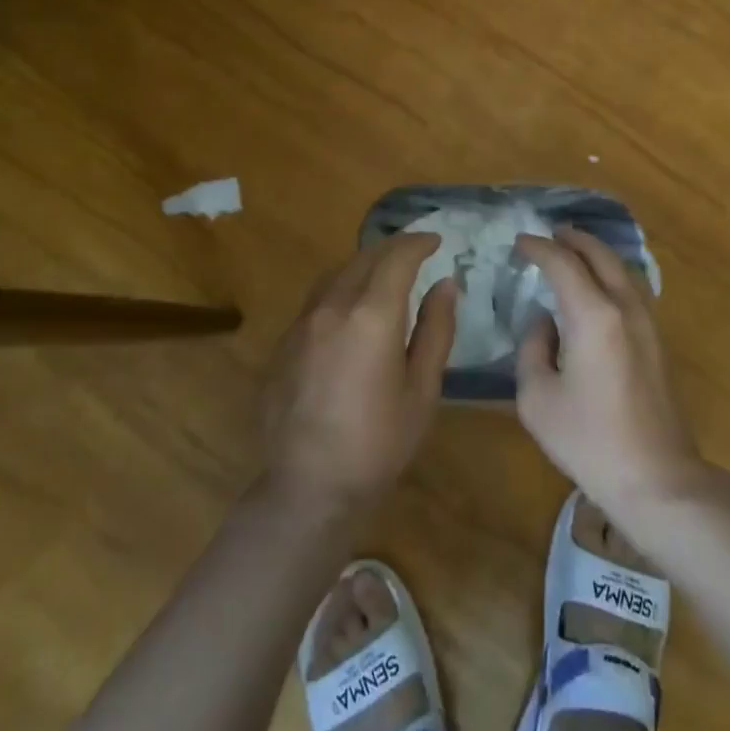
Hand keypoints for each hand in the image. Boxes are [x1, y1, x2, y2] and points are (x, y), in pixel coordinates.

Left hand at [263, 233, 455, 515]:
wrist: (307, 489)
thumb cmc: (378, 444)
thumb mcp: (422, 391)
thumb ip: (435, 330)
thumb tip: (445, 285)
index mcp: (371, 315)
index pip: (397, 257)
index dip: (418, 242)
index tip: (436, 241)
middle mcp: (333, 306)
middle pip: (364, 257)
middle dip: (393, 249)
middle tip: (416, 254)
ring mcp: (302, 323)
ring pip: (336, 273)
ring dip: (364, 265)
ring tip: (385, 276)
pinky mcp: (284, 342)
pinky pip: (317, 299)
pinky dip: (341, 289)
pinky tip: (351, 312)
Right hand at [515, 229, 706, 523]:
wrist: (657, 479)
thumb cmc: (589, 440)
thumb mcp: (537, 398)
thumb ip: (533, 348)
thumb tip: (545, 323)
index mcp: (593, 315)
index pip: (563, 263)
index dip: (539, 247)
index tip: (520, 242)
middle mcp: (624, 307)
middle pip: (600, 255)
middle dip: (573, 239)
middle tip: (549, 234)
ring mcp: (648, 322)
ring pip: (623, 268)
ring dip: (596, 253)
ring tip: (574, 251)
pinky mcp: (658, 341)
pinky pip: (633, 288)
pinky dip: (612, 273)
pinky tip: (599, 286)